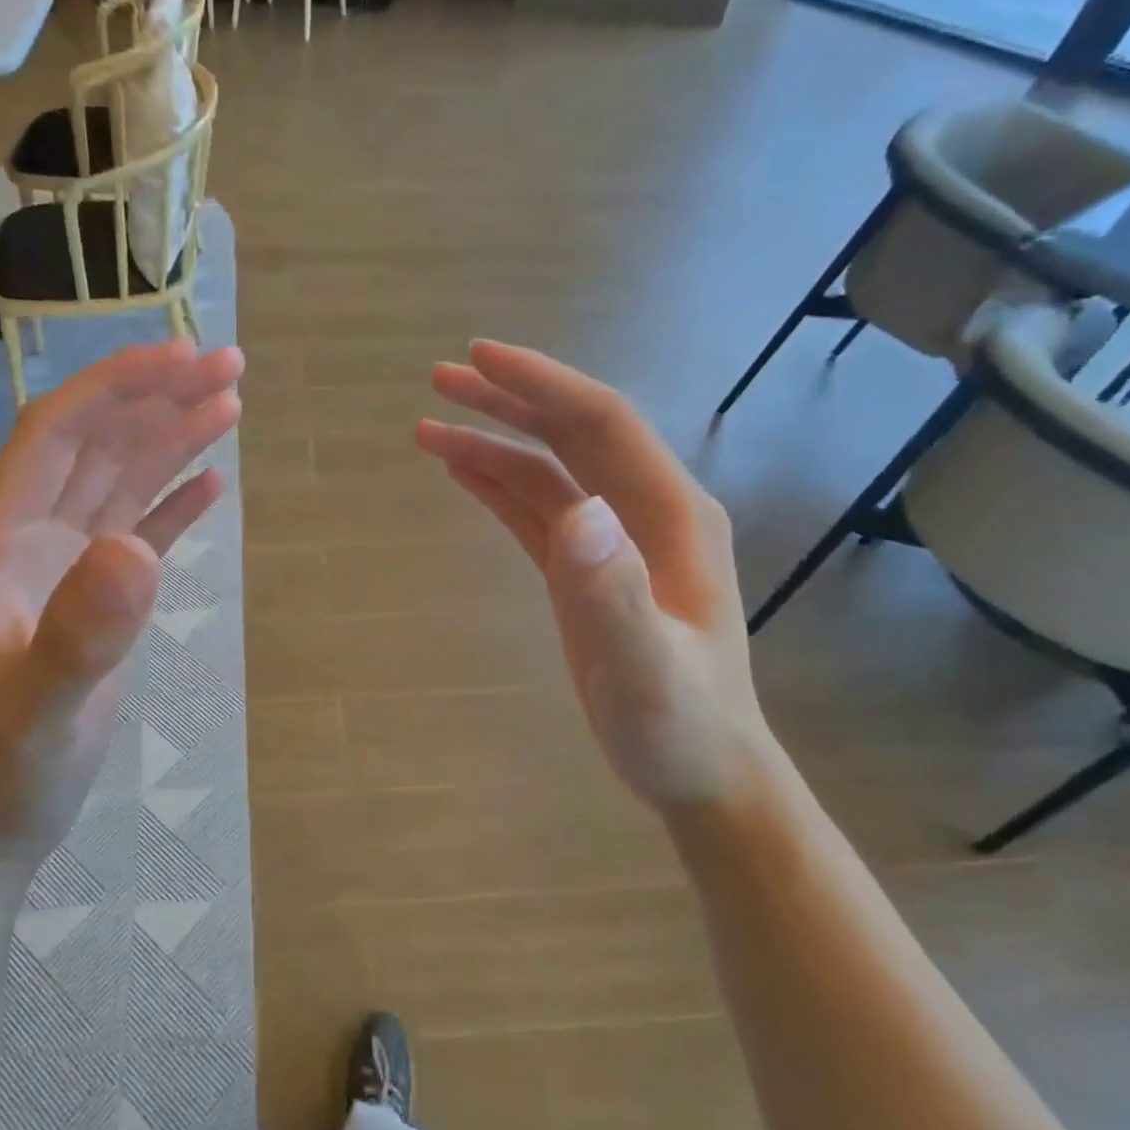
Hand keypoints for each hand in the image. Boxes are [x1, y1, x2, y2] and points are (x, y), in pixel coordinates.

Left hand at [0, 340, 243, 864]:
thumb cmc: (1, 766)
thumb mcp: (37, 706)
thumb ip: (81, 631)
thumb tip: (137, 550)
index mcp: (0, 539)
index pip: (58, 432)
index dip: (116, 386)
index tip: (181, 357)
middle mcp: (32, 536)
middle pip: (98, 442)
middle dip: (159, 397)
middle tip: (230, 366)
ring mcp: (66, 567)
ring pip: (123, 480)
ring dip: (172, 438)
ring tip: (230, 404)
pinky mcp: (97, 598)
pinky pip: (139, 530)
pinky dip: (175, 503)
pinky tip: (211, 483)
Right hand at [418, 340, 779, 817]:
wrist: (700, 771)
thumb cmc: (678, 724)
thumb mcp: (644, 668)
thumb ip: (612, 593)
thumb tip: (576, 512)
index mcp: (668, 515)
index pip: (600, 424)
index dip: (542, 385)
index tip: (480, 359)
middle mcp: (642, 513)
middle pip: (570, 434)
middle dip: (507, 401)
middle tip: (441, 379)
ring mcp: (614, 541)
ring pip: (547, 471)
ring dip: (492, 444)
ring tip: (429, 430)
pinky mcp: (587, 571)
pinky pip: (538, 512)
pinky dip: (499, 486)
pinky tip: (464, 473)